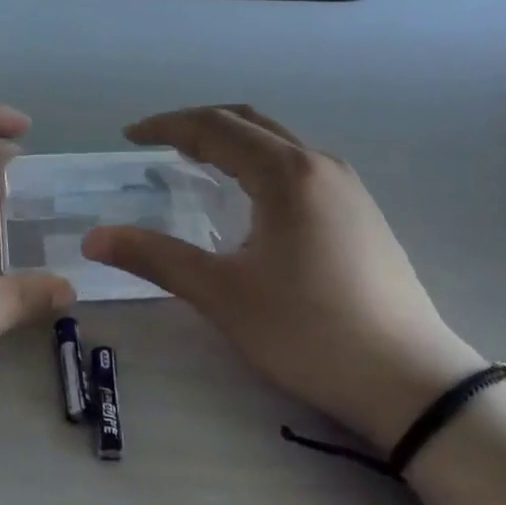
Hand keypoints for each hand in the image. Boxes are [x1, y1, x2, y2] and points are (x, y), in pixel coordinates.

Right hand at [81, 106, 481, 450]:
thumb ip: (155, 258)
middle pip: (247, 122)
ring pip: (277, 141)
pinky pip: (298, 164)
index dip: (166, 126)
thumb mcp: (223, 295)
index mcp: (286, 173)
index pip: (214, 128)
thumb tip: (94, 238)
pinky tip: (248, 198)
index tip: (129, 136)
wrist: (411, 382)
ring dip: (231, 141)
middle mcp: (319, 164)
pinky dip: (258, 162)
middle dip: (197, 124)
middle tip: (156, 143)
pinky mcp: (360, 212)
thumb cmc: (309, 331)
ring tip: (195, 163)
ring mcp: (347, 187)